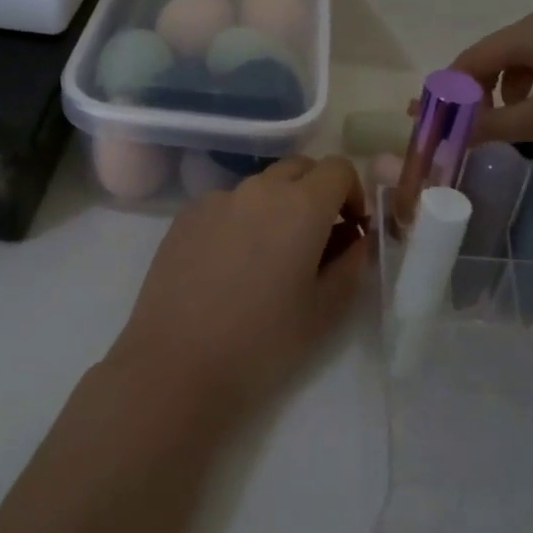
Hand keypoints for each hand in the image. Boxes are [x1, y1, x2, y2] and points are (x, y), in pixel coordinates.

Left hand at [106, 156, 368, 432]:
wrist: (176, 365)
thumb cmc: (262, 342)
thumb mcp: (325, 311)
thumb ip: (351, 265)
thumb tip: (356, 239)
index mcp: (301, 206)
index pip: (339, 168)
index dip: (353, 193)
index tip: (351, 229)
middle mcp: (259, 189)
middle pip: (300, 168)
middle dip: (317, 192)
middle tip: (317, 239)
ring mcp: (217, 199)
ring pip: (261, 186)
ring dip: (277, 206)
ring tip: (268, 258)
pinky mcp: (186, 216)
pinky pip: (226, 204)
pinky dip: (241, 220)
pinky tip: (229, 266)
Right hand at [447, 12, 532, 152]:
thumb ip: (489, 125)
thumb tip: (448, 134)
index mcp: (527, 32)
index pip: (470, 60)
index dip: (448, 92)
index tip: (436, 123)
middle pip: (490, 59)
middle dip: (474, 95)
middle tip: (468, 129)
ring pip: (516, 64)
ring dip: (502, 95)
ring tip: (507, 128)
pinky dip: (529, 91)